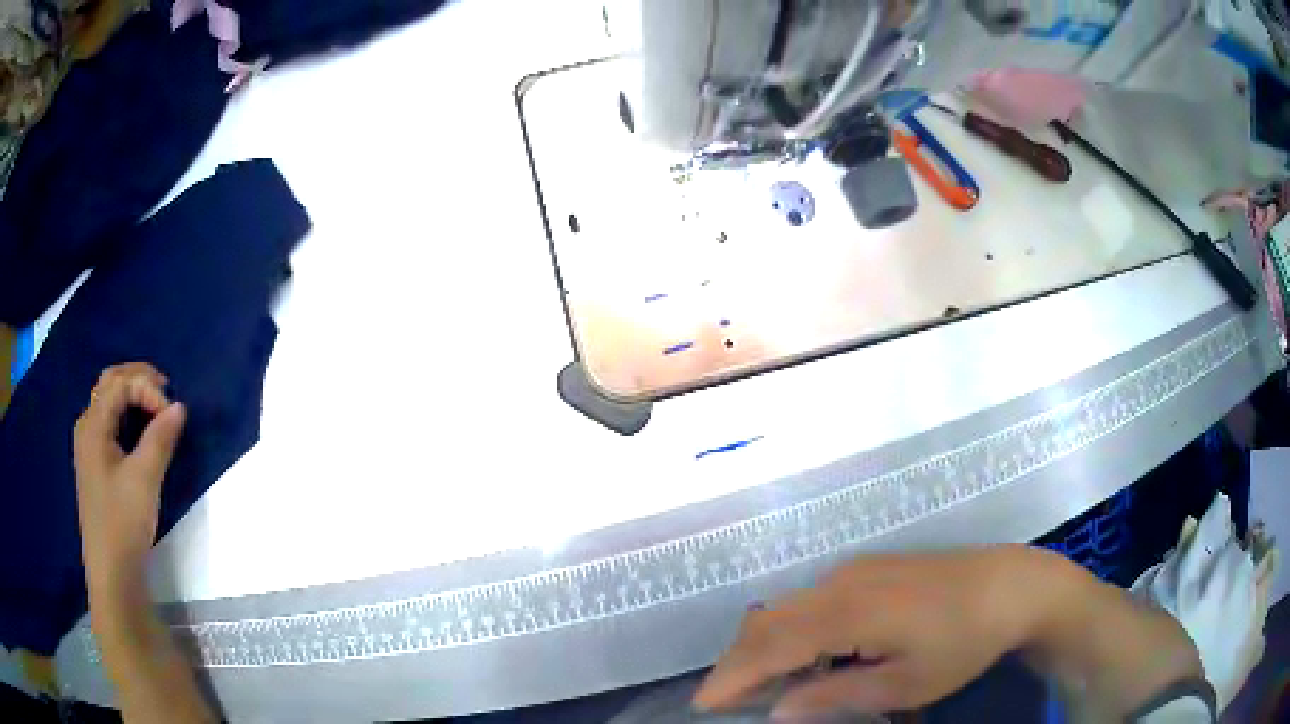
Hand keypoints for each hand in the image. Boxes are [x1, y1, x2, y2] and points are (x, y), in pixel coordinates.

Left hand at [73, 363, 185, 602]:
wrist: (112, 573)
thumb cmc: (123, 523)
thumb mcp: (144, 480)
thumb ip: (160, 439)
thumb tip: (179, 407)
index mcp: (93, 425)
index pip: (120, 384)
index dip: (148, 389)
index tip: (173, 414)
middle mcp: (87, 427)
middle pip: (110, 384)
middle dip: (138, 379)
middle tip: (166, 390)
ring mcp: (89, 446)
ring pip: (109, 402)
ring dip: (132, 396)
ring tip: (157, 408)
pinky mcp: (95, 465)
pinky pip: (109, 423)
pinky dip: (127, 416)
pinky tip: (141, 432)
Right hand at [693, 547, 1057, 716]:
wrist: (1011, 586)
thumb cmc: (963, 642)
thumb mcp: (904, 685)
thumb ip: (836, 695)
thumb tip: (778, 709)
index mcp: (848, 613)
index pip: (769, 646)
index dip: (731, 676)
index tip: (703, 705)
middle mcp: (839, 584)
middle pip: (766, 621)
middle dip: (737, 661)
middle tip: (728, 700)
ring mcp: (853, 571)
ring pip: (784, 607)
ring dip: (761, 645)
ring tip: (760, 684)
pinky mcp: (867, 569)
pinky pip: (808, 600)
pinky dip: (788, 630)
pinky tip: (805, 657)